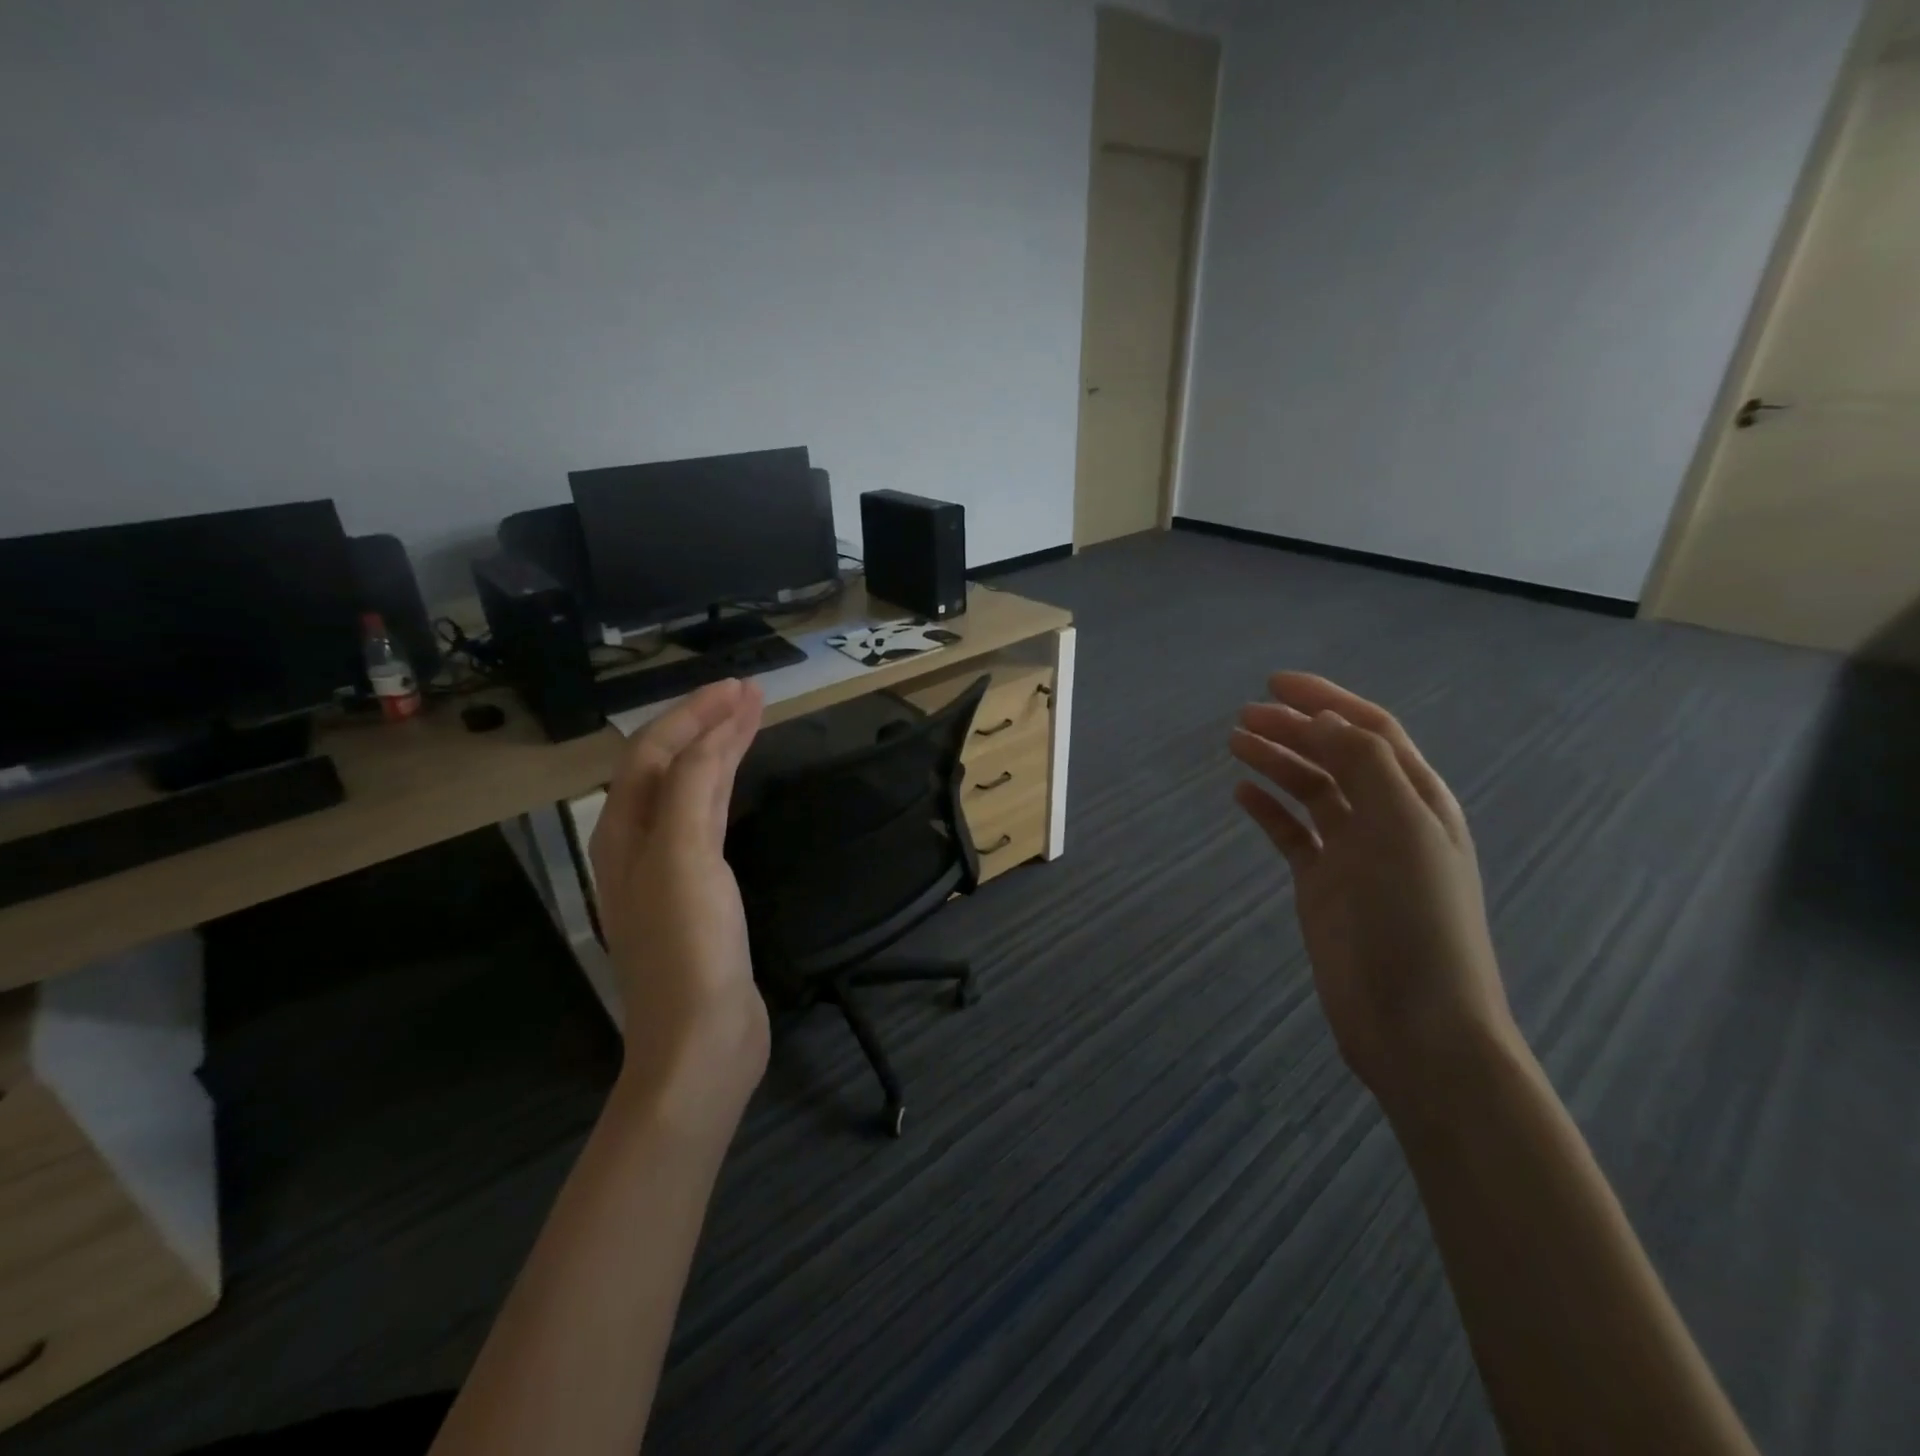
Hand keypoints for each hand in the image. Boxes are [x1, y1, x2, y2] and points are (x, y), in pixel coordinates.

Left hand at [589, 678, 768, 1131]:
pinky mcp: (701, 896)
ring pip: (690, 793)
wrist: (701, 1040)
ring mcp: (669, 872)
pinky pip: (708, 823)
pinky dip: (725, 791)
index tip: (741, 687)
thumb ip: (693, 790)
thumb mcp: (684, 858)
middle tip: (751, 695)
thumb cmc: (688, 948)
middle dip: (706, 725)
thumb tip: (711, 735)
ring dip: (717, 753)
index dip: (693, 714)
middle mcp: (639, 846)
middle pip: (669, 767)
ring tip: (751, 723)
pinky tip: (738, 787)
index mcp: (624, 834)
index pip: (654, 753)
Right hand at [1229, 673, 1518, 1111]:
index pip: (1369, 730)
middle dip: (1292, 729)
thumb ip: (1365, 765)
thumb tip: (1321, 720)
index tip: (1274, 683)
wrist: (1414, 1021)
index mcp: (1417, 798)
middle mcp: (1386, 817)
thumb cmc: (1416, 918)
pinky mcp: (1323, 884)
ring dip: (1276, 763)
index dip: (1325, 699)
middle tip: (1243, 717)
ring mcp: (1352, 852)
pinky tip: (1242, 795)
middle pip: (1334, 755)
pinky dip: (1268, 810)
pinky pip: (1292, 834)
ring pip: (1310, 791)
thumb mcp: (1400, 828)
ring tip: (1234, 744)